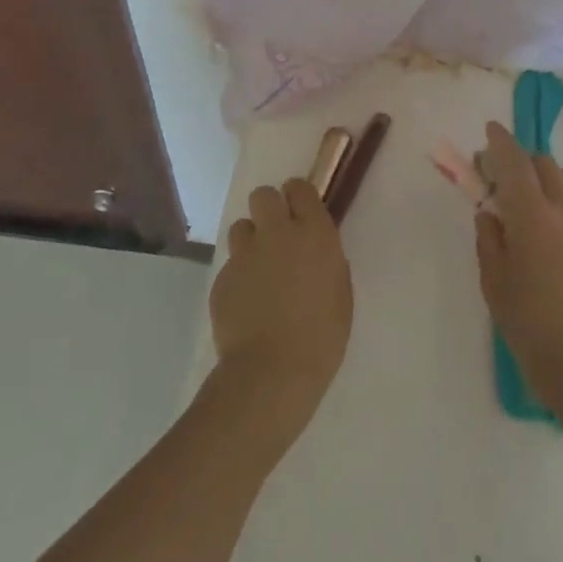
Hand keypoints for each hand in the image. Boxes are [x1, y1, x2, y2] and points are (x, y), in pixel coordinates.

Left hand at [210, 178, 352, 442]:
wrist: (272, 373)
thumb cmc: (322, 335)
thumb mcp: (340, 290)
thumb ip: (326, 259)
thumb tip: (313, 251)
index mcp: (314, 232)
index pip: (299, 188)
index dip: (297, 196)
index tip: (299, 211)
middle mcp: (277, 233)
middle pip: (263, 195)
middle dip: (269, 208)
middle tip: (277, 234)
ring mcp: (245, 255)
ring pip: (241, 226)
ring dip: (250, 240)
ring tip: (258, 268)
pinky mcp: (221, 279)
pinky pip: (230, 265)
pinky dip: (238, 276)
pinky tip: (246, 302)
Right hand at [473, 121, 562, 418]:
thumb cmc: (529, 326)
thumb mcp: (494, 282)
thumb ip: (489, 238)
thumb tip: (490, 211)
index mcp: (532, 217)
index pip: (514, 162)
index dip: (500, 141)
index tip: (490, 131)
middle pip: (543, 163)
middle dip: (521, 163)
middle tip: (506, 182)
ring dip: (553, 177)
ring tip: (543, 199)